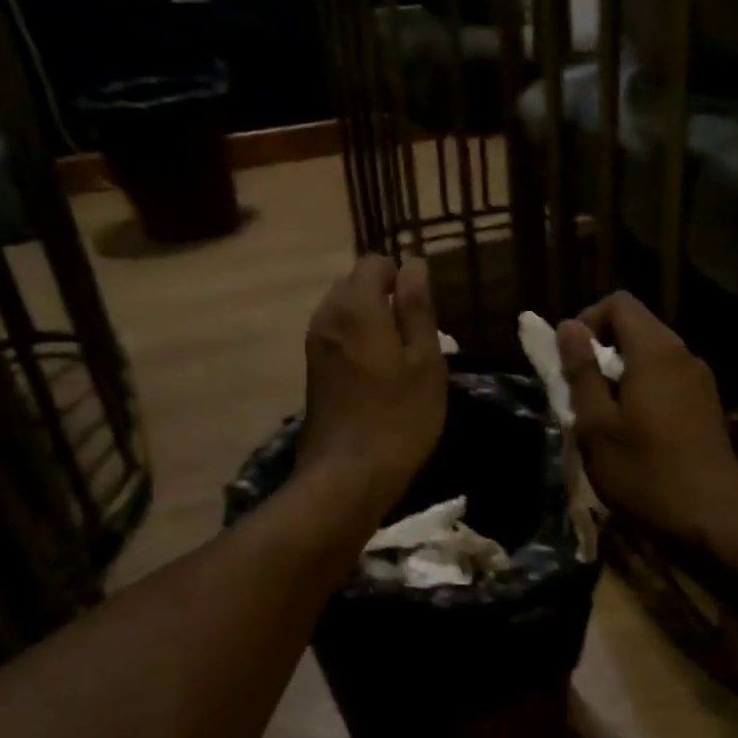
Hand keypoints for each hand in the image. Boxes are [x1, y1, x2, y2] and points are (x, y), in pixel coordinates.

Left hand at [298, 256, 447, 520]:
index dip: (402, 275)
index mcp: (355, 307)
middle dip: (385, 295)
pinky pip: (337, 335)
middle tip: (418, 332)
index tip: (425, 306)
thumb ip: (418, 308)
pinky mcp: (312, 369)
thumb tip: (414, 264)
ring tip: (402, 353)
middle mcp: (326, 317)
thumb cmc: (399, 417)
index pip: (374, 262)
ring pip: (344, 311)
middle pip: (355, 283)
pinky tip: (380, 371)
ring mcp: (314, 344)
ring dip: (372, 319)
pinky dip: (358, 339)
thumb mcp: (425, 361)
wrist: (348, 475)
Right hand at [557, 293, 737, 555]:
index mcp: (656, 352)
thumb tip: (568, 327)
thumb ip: (582, 372)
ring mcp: (700, 382)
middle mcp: (683, 356)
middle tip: (577, 394)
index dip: (586, 321)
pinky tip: (631, 434)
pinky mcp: (707, 408)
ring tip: (600, 418)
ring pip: (650, 358)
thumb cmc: (645, 474)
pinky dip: (641, 393)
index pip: (619, 303)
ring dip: (619, 376)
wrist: (713, 523)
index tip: (568, 361)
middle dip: (600, 351)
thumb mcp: (597, 425)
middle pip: (636, 328)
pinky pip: (666, 382)